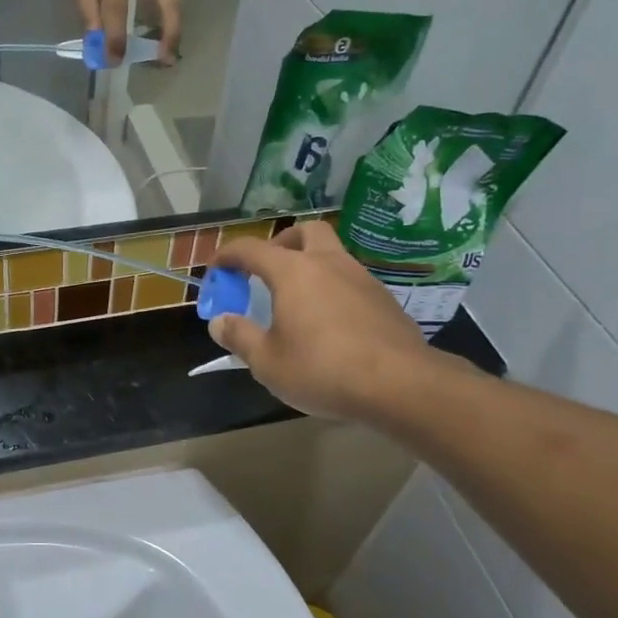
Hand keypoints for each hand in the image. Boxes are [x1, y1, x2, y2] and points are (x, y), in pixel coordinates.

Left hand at [72, 0, 182, 63]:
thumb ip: (88, 6)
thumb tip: (98, 40)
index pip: (116, 8)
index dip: (114, 36)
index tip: (113, 60)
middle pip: (168, 1)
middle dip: (170, 32)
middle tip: (165, 60)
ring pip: (175, 0)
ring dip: (174, 28)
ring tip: (167, 54)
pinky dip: (171, 18)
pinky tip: (165, 36)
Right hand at [209, 222, 437, 422]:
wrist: (401, 385)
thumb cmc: (323, 369)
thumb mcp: (267, 361)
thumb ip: (240, 336)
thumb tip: (220, 321)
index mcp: (293, 272)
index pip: (251, 249)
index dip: (227, 256)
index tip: (216, 270)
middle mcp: (329, 263)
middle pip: (305, 232)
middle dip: (282, 243)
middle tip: (268, 271)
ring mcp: (362, 279)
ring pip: (333, 255)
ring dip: (311, 267)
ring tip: (298, 303)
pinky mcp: (385, 301)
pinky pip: (351, 283)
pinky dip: (334, 291)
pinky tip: (331, 325)